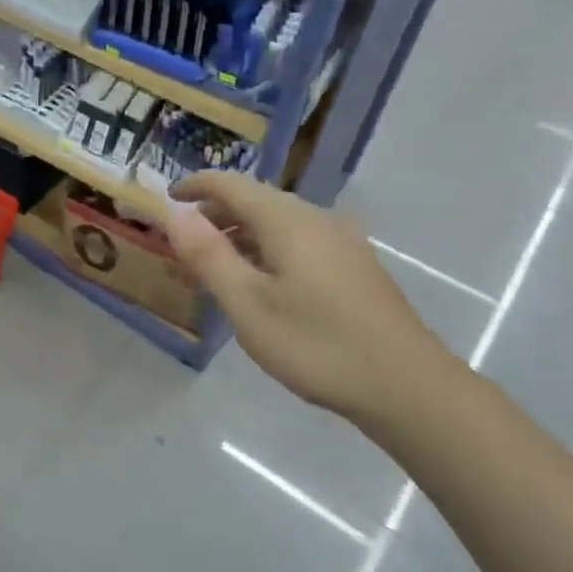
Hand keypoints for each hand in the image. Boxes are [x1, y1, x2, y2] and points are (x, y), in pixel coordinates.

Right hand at [165, 172, 458, 424]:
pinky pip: (296, 244)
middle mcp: (316, 220)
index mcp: (288, 221)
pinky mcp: (353, 268)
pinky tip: (256, 287)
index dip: (194, 186)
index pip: (231, 184)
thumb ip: (208, 255)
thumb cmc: (316, 345)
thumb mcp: (248, 304)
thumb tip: (175, 213)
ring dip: (237, 240)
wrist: (407, 387)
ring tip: (209, 273)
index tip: (165, 198)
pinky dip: (263, 253)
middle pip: (254, 202)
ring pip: (276, 226)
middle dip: (212, 218)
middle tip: (180, 249)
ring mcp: (341, 243)